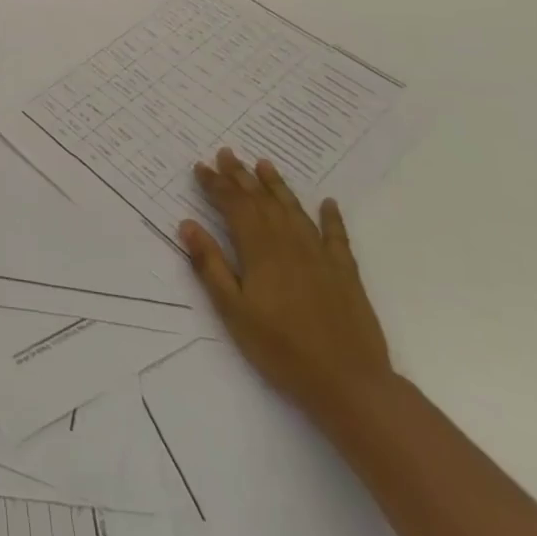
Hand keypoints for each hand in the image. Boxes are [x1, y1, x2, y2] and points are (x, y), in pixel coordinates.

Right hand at [178, 149, 392, 423]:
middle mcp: (289, 243)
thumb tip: (188, 225)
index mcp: (259, 251)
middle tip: (226, 153)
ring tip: (263, 164)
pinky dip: (331, 217)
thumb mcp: (232, 310)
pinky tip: (328, 203)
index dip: (216, 185)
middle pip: (262, 201)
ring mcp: (320, 256)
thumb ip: (210, 265)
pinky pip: (336, 236)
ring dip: (277, 186)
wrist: (347, 382)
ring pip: (294, 210)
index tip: (201, 167)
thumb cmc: (280, 348)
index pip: (233, 206)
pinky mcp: (345, 273)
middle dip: (241, 176)